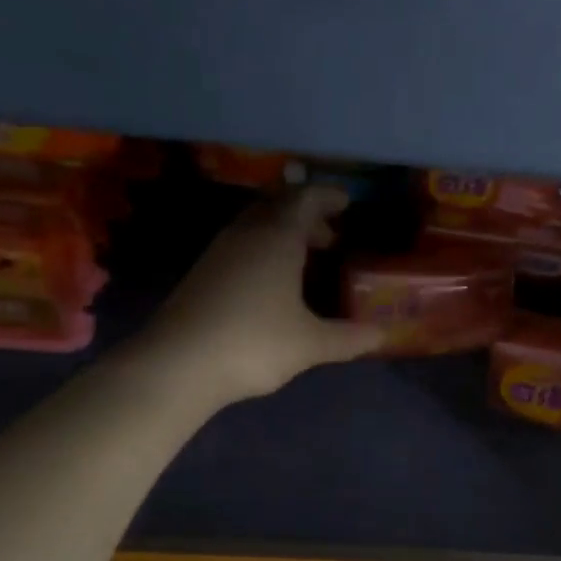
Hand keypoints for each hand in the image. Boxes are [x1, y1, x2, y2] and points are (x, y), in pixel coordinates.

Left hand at [142, 186, 382, 402]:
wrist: (179, 364)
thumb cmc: (254, 343)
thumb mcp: (310, 344)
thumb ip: (347, 338)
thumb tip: (381, 335)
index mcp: (277, 237)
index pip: (306, 198)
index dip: (328, 197)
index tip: (347, 203)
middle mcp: (246, 234)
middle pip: (278, 206)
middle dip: (306, 216)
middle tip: (330, 237)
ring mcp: (219, 252)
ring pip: (255, 226)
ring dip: (282, 234)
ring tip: (304, 261)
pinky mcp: (202, 274)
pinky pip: (240, 247)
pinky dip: (262, 252)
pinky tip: (270, 285)